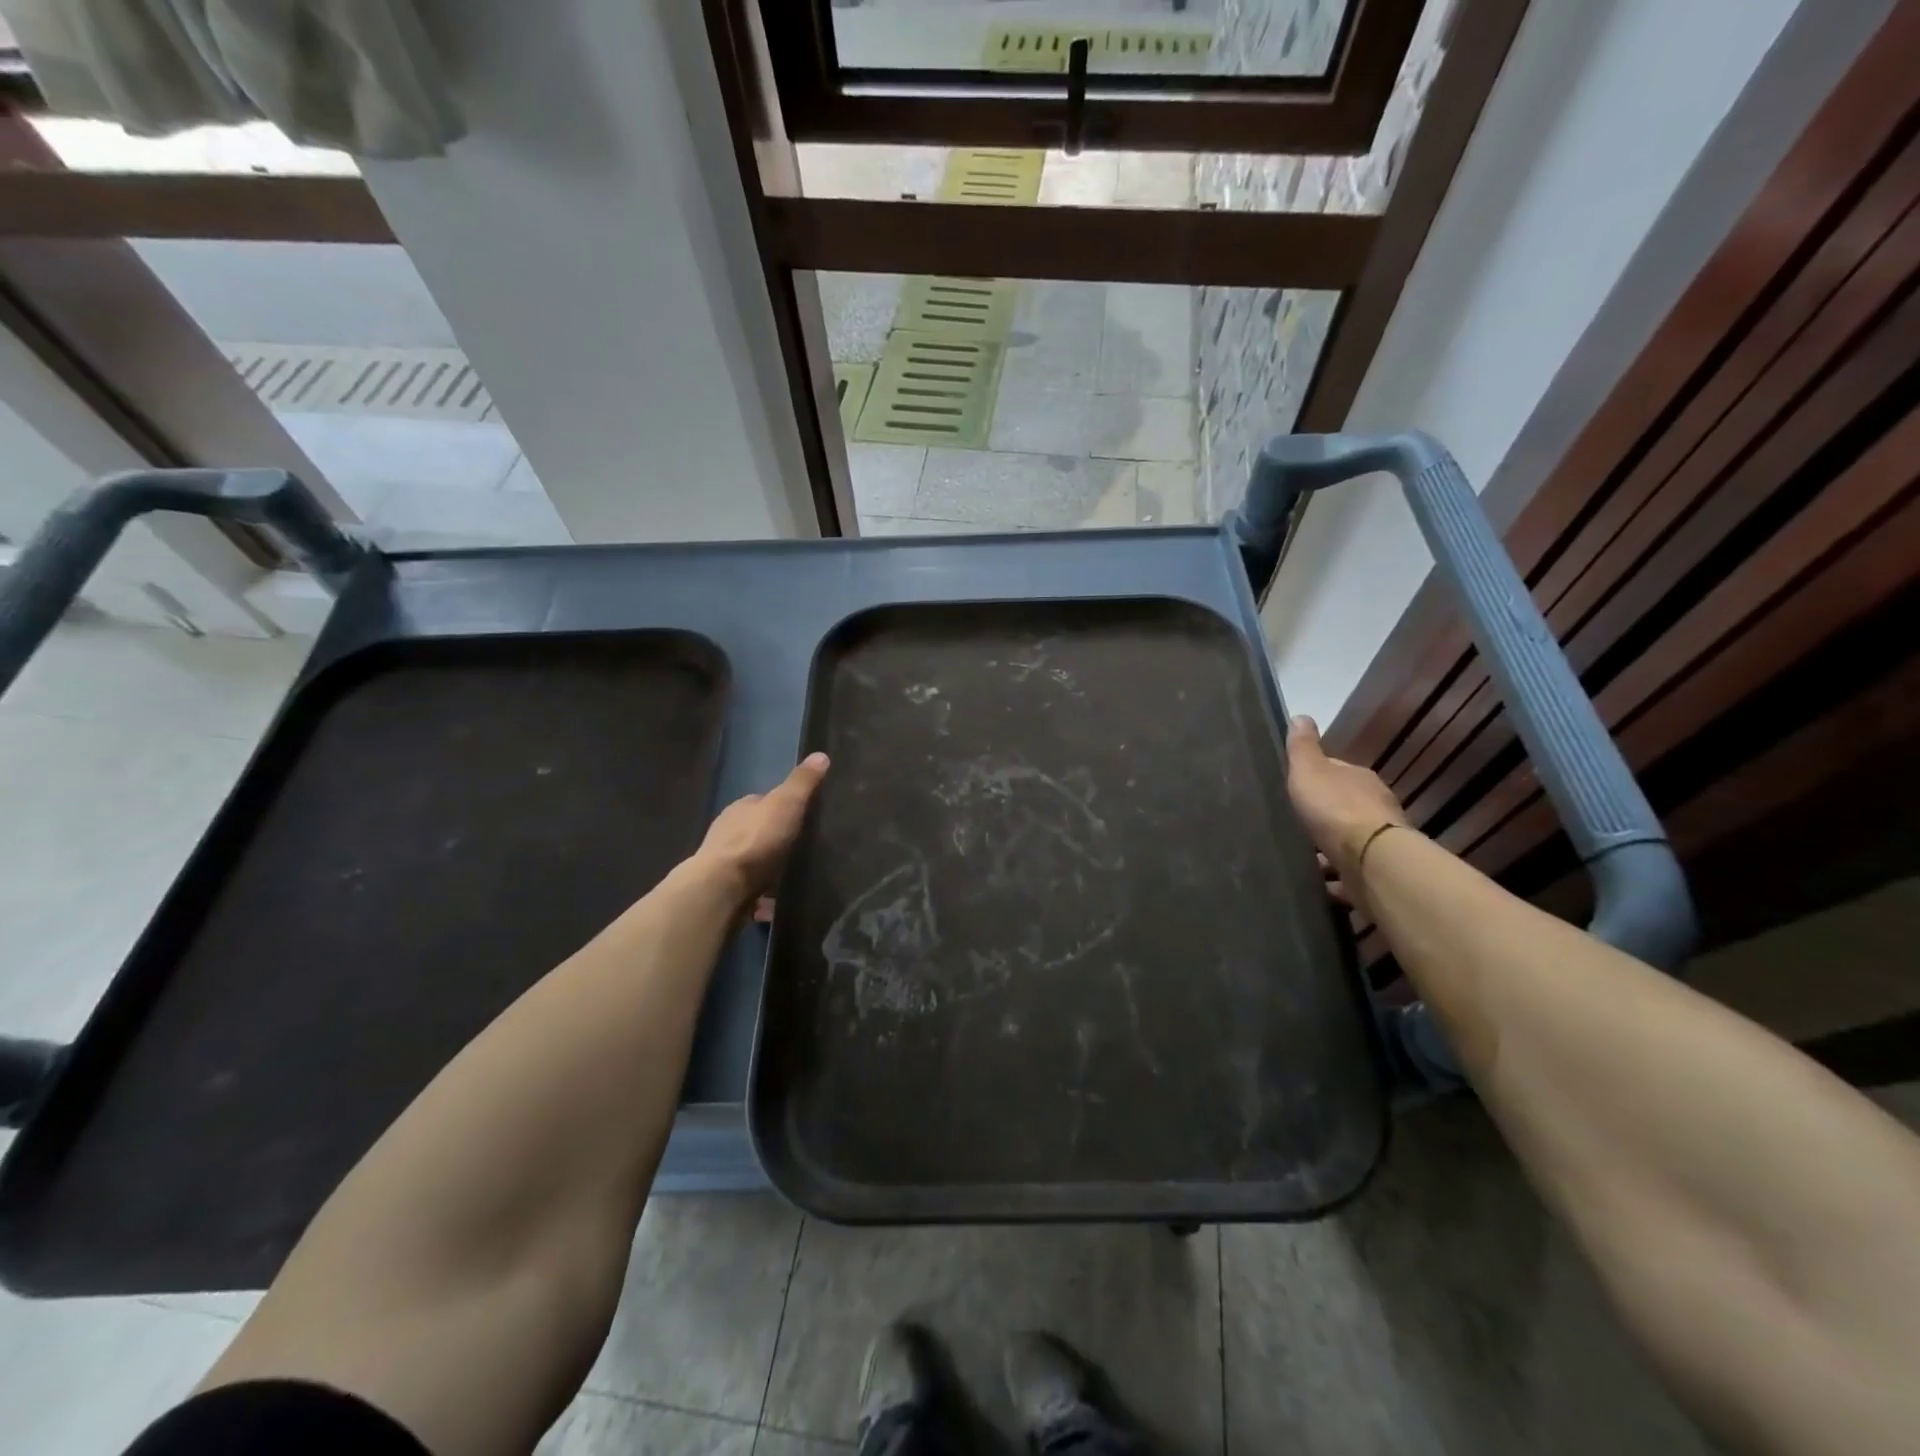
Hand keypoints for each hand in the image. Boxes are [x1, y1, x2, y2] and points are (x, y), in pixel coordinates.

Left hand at [694, 753, 829, 909]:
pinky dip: (762, 895)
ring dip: (768, 867)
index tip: (804, 815)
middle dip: (776, 838)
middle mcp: (729, 832)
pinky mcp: (726, 890)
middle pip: (758, 831)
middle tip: (803, 848)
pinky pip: (750, 889)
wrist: (722, 888)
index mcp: (742, 808)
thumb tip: (821, 754)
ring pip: (753, 861)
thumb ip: (803, 783)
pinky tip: (776, 903)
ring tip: (794, 876)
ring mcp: (725, 863)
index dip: (783, 806)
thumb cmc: (755, 840)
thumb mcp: (786, 804)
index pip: (764, 801)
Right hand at [1285, 716, 1409, 904]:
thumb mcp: (1309, 770)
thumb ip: (1302, 747)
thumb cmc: (1335, 808)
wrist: (1370, 860)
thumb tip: (1301, 715)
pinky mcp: (1375, 874)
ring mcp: (1378, 844)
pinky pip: (1350, 875)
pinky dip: (1336, 879)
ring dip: (1330, 850)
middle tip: (1295, 826)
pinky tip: (1318, 884)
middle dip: (1324, 816)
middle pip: (1345, 808)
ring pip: (1349, 843)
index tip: (1297, 788)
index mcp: (1360, 780)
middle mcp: (1376, 808)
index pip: (1337, 773)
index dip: (1317, 779)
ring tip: (1303, 859)